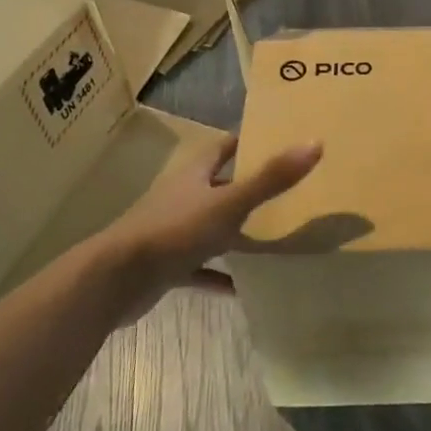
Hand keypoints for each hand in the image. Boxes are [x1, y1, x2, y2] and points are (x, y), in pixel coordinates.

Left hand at [102, 135, 322, 321]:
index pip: (222, 148)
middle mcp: (182, 198)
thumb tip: (316, 142)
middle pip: (218, 187)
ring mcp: (172, 233)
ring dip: (234, 234)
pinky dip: (219, 276)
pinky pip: (200, 269)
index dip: (246, 142)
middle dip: (247, 189)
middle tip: (285, 193)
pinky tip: (242, 289)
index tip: (275, 142)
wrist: (115, 280)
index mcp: (194, 175)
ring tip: (271, 240)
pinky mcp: (166, 266)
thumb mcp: (229, 203)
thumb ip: (271, 178)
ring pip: (210, 228)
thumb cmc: (174, 231)